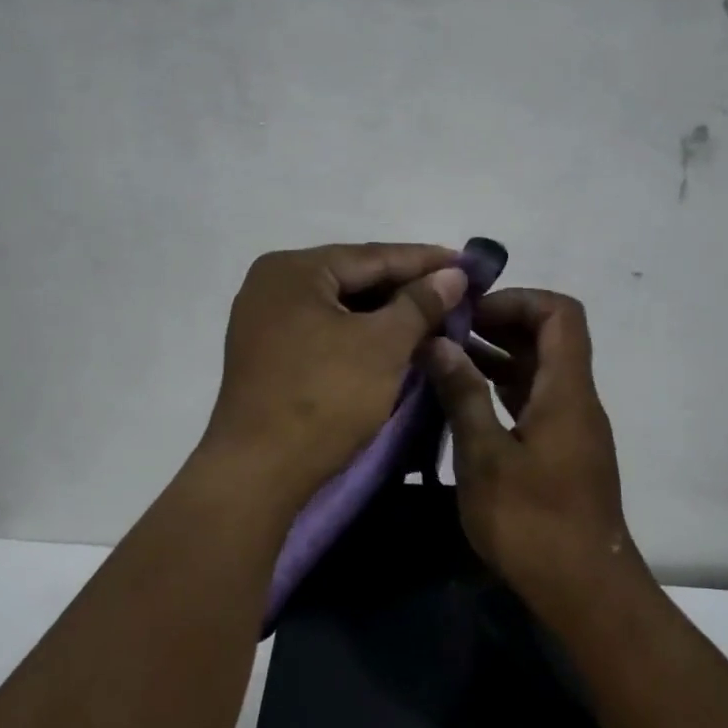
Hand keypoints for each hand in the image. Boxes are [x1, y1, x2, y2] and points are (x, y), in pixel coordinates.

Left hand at [200, 243, 466, 510]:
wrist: (258, 472)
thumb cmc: (324, 397)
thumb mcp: (383, 345)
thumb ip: (420, 303)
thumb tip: (453, 275)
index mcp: (293, 270)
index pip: (372, 255)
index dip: (425, 260)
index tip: (469, 263)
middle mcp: (272, 285)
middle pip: (354, 278)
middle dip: (407, 288)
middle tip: (456, 292)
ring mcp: (264, 321)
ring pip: (340, 307)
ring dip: (386, 314)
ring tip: (434, 317)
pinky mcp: (267, 354)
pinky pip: (324, 330)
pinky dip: (360, 334)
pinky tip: (394, 342)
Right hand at [424, 289, 643, 621]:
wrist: (586, 592)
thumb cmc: (534, 523)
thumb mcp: (486, 457)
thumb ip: (463, 395)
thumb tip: (439, 344)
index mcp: (567, 390)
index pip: (559, 313)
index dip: (517, 300)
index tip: (471, 313)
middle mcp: (575, 399)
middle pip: (548, 337)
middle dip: (498, 324)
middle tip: (447, 332)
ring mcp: (570, 426)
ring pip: (538, 370)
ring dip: (497, 357)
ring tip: (444, 359)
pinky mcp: (561, 451)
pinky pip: (533, 399)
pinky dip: (501, 388)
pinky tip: (462, 399)